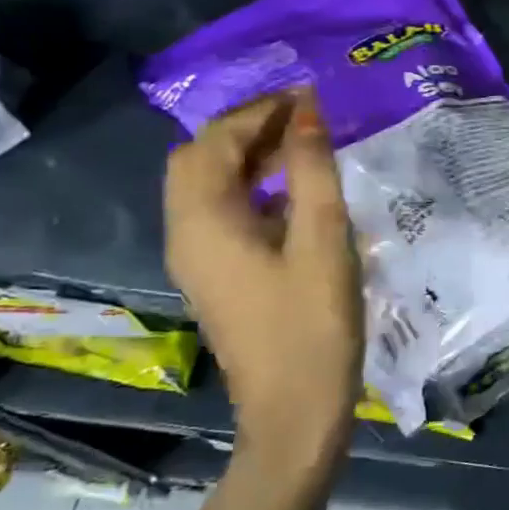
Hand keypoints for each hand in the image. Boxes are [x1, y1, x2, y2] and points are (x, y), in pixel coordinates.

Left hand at [164, 89, 362, 462]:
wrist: (294, 413)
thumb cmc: (312, 325)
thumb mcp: (322, 239)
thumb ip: (312, 169)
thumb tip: (307, 110)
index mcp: (203, 220)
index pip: (215, 140)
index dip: (259, 110)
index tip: (310, 96)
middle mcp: (186, 233)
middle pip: (200, 159)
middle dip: (248, 129)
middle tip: (304, 119)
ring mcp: (198, 258)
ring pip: (211, 186)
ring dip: (251, 157)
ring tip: (306, 147)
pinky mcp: (218, 276)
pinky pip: (225, 213)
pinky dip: (254, 189)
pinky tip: (298, 195)